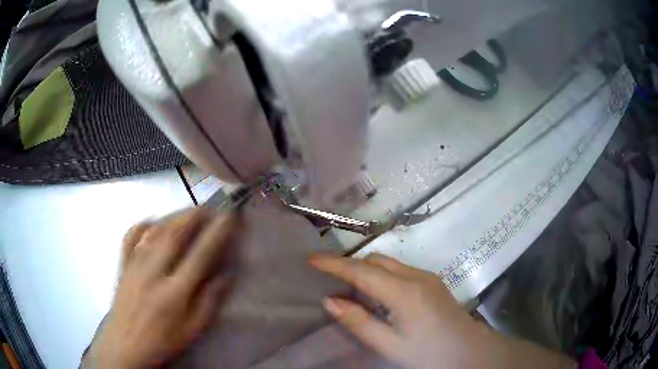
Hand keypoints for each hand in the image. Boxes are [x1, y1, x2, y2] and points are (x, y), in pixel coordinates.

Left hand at [85, 209, 238, 368]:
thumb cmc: (163, 342)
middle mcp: (154, 273)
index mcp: (175, 293)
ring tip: (187, 210)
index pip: (200, 256)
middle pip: (174, 235)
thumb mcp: (193, 331)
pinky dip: (141, 224)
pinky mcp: (123, 266)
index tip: (228, 217)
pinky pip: (130, 237)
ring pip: (154, 232)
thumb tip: (226, 277)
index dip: (216, 234)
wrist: (126, 345)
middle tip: (207, 206)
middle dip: (193, 216)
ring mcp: (135, 266)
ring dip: (173, 217)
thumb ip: (209, 303)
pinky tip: (151, 220)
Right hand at [309, 253, 574, 368]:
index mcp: (404, 292)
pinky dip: (381, 275)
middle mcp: (416, 276)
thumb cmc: (430, 353)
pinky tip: (377, 294)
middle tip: (328, 277)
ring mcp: (427, 277)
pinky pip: (400, 270)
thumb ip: (359, 322)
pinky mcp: (432, 282)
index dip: (334, 264)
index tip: (310, 259)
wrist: (471, 352)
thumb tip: (330, 301)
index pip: (361, 271)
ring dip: (366, 269)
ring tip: (348, 287)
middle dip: (350, 265)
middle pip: (376, 261)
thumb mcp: (390, 345)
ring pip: (388, 263)